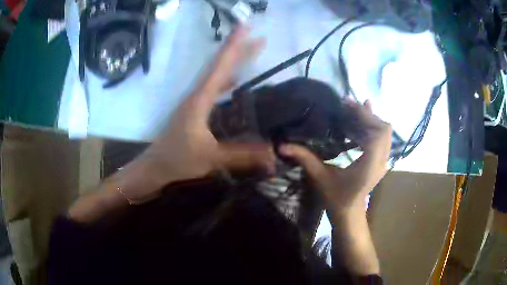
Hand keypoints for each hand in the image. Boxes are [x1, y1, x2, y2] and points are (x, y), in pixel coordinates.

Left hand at [123, 26, 274, 202]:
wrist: (156, 165)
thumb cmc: (179, 159)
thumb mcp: (212, 157)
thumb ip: (243, 154)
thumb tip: (273, 154)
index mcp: (200, 100)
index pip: (220, 67)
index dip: (234, 46)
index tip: (245, 28)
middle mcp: (197, 94)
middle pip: (220, 66)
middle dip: (239, 49)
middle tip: (258, 36)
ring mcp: (195, 100)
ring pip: (217, 74)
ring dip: (233, 62)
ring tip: (251, 51)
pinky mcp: (194, 108)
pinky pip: (214, 87)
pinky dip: (226, 78)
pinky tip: (235, 80)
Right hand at [279, 99, 391, 215]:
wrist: (350, 213)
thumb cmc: (336, 199)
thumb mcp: (320, 178)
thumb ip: (304, 159)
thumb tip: (281, 145)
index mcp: (369, 165)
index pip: (377, 134)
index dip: (365, 116)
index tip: (347, 105)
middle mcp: (381, 161)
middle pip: (384, 129)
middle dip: (368, 114)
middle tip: (348, 105)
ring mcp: (383, 161)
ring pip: (385, 132)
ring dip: (371, 118)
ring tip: (354, 109)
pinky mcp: (381, 161)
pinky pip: (383, 138)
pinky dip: (374, 125)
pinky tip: (364, 116)